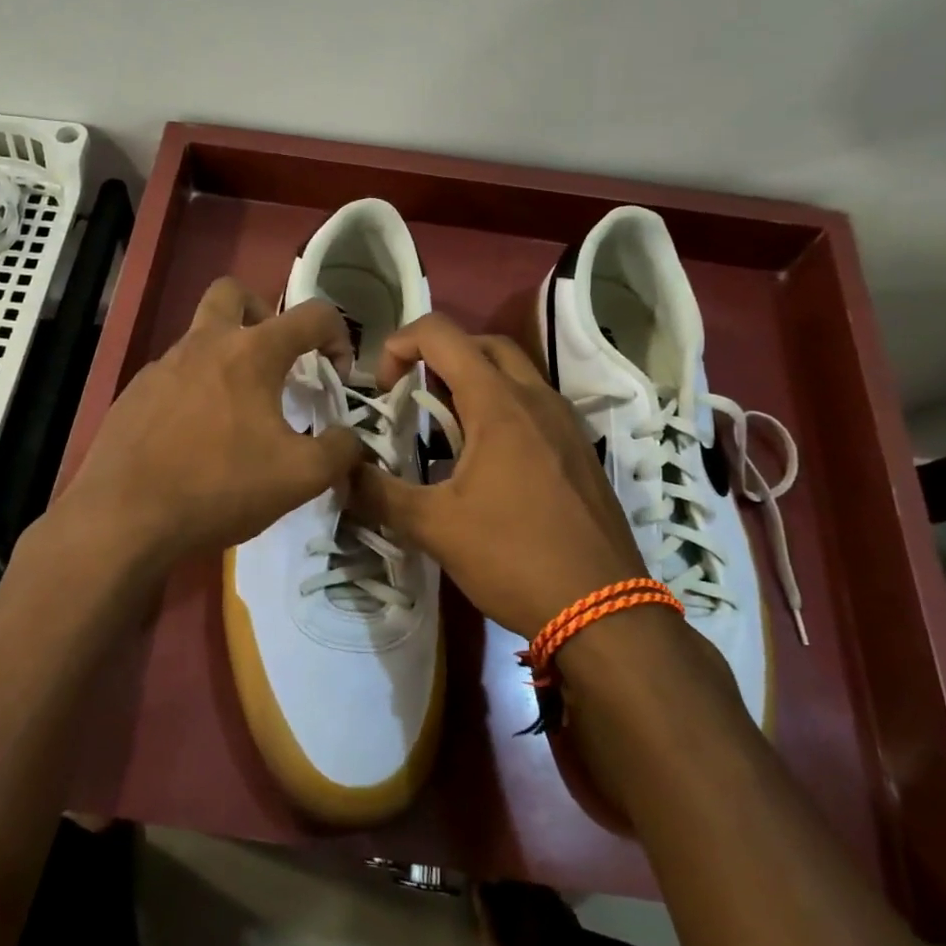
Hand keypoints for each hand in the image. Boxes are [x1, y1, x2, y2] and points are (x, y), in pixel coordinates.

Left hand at [57, 277, 362, 569]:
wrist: (123, 517)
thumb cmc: (219, 487)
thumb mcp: (300, 478)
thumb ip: (339, 451)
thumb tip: (348, 438)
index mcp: (251, 351)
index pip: (311, 314)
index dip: (338, 336)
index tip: (337, 375)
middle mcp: (204, 343)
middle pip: (234, 293)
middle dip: (264, 314)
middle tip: (276, 359)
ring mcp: (162, 366)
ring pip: (200, 335)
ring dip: (227, 356)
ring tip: (239, 411)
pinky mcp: (134, 394)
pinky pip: (173, 375)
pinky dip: (195, 390)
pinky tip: (196, 438)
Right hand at [349, 313, 648, 640]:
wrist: (604, 610)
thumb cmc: (514, 558)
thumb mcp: (435, 527)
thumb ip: (379, 494)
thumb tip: (340, 475)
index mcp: (498, 404)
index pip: (442, 335)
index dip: (400, 344)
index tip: (384, 389)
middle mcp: (536, 398)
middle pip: (482, 345)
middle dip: (438, 356)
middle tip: (413, 396)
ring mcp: (565, 422)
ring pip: (513, 373)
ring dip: (472, 382)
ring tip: (444, 429)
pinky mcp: (579, 449)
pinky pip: (534, 404)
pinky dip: (500, 408)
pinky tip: (485, 461)